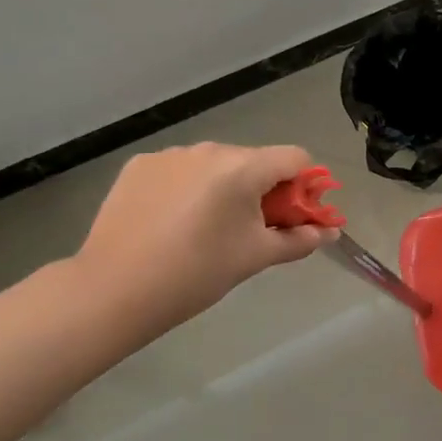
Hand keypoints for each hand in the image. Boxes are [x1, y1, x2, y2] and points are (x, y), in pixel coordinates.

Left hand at [71, 144, 338, 339]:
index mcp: (242, 168)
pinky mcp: (139, 165)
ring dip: (224, 188)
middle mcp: (209, 149)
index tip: (295, 216)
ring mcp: (170, 154)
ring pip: (216, 165)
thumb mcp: (254, 257)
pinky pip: (180, 170)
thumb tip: (329, 233)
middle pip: (254, 161)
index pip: (295, 157)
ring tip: (204, 230)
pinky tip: (171, 221)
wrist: (112, 291)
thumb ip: (298, 239)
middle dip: (263, 190)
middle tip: (250, 231)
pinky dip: (188, 188)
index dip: (305, 185)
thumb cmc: (195, 275)